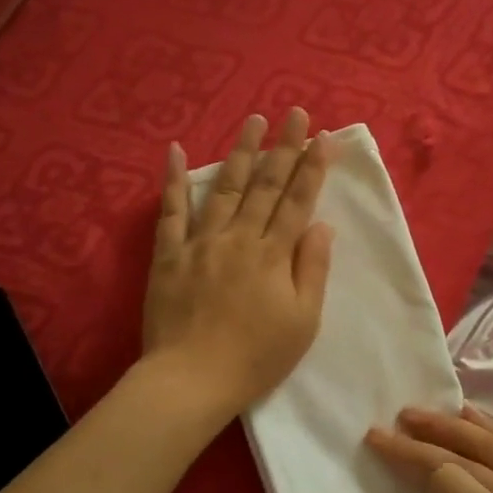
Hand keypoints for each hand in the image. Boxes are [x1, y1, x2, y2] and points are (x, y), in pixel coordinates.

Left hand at [143, 108, 334, 415]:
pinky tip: (177, 150)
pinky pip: (171, 211)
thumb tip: (321, 225)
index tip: (323, 137)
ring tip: (253, 119)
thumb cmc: (256, 357)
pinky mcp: (168, 255)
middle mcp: (239, 238)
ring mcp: (200, 243)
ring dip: (240, 151)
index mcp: (273, 255)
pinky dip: (174, 179)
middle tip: (295, 113)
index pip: (298, 201)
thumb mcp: (302, 321)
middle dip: (283, 147)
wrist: (191, 379)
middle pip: (265, 185)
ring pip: (224, 187)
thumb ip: (312, 269)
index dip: (313, 168)